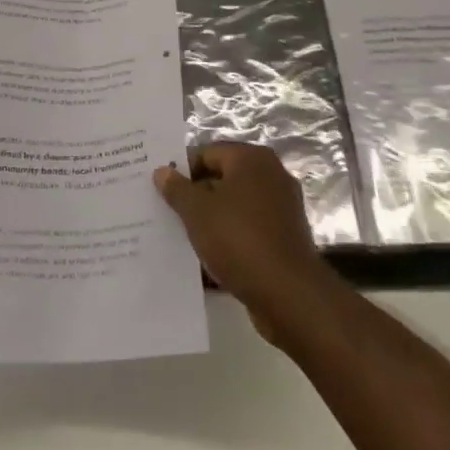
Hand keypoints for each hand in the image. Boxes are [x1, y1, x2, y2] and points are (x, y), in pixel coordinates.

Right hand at [155, 145, 339, 346]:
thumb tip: (162, 171)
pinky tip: (206, 258)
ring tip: (181, 237)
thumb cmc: (239, 240)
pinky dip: (228, 240)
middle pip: (221, 179)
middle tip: (166, 212)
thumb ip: (176, 188)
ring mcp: (281, 208)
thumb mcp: (197, 212)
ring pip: (233, 208)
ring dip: (210, 220)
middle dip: (194, 196)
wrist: (289, 296)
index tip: (160, 190)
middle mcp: (271, 176)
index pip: (206, 153)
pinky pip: (247, 231)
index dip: (181, 171)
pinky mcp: (284, 239)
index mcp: (252, 159)